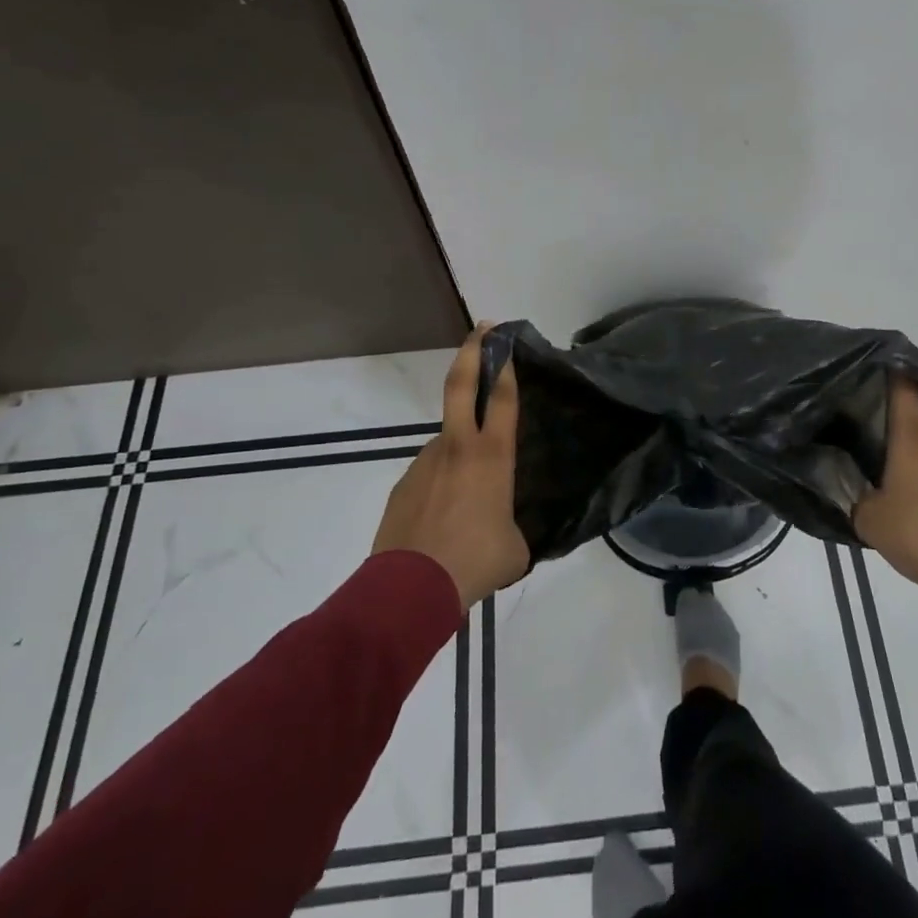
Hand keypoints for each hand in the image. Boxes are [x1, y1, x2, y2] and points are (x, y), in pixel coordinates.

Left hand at [372, 327, 529, 611]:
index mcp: (491, 456)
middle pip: (460, 385)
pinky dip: (440, 485)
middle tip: (481, 329)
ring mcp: (424, 462)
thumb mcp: (514, 547)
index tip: (507, 340)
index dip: (506, 365)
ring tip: (468, 497)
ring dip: (459, 452)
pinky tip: (443, 518)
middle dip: (472, 350)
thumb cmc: (474, 562)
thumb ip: (513, 524)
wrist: (410, 589)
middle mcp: (456, 447)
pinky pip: (429, 474)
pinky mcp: (403, 484)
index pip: (502, 397)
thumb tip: (507, 529)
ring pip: (446, 441)